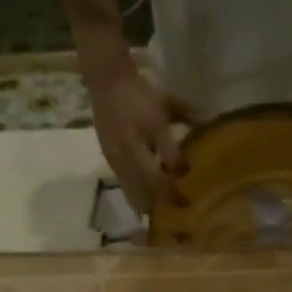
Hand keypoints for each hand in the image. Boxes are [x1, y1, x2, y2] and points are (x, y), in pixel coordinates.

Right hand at [84, 60, 190, 214]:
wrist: (106, 79)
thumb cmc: (136, 96)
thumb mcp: (159, 119)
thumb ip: (170, 148)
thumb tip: (182, 171)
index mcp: (134, 155)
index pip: (156, 184)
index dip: (171, 195)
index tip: (186, 203)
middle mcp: (121, 164)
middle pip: (139, 196)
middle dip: (155, 207)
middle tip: (172, 212)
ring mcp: (112, 161)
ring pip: (129, 191)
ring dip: (145, 200)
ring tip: (159, 205)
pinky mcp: (108, 155)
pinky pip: (124, 181)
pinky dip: (136, 189)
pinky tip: (144, 187)